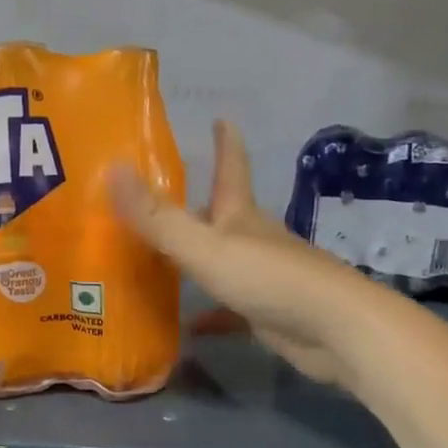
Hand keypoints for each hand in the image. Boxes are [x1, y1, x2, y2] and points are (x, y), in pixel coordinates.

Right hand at [112, 119, 368, 387]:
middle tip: (161, 200)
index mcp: (241, 215)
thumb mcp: (205, 246)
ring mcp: (264, 276)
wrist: (334, 330)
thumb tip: (113, 168)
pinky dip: (211, 314)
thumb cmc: (268, 277)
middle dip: (199, 204)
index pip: (232, 167)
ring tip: (159, 262)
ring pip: (223, 261)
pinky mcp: (268, 311)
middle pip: (224, 214)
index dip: (225, 142)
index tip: (220, 117)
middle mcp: (253, 239)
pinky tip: (188, 325)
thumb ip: (158, 216)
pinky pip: (231, 309)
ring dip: (197, 260)